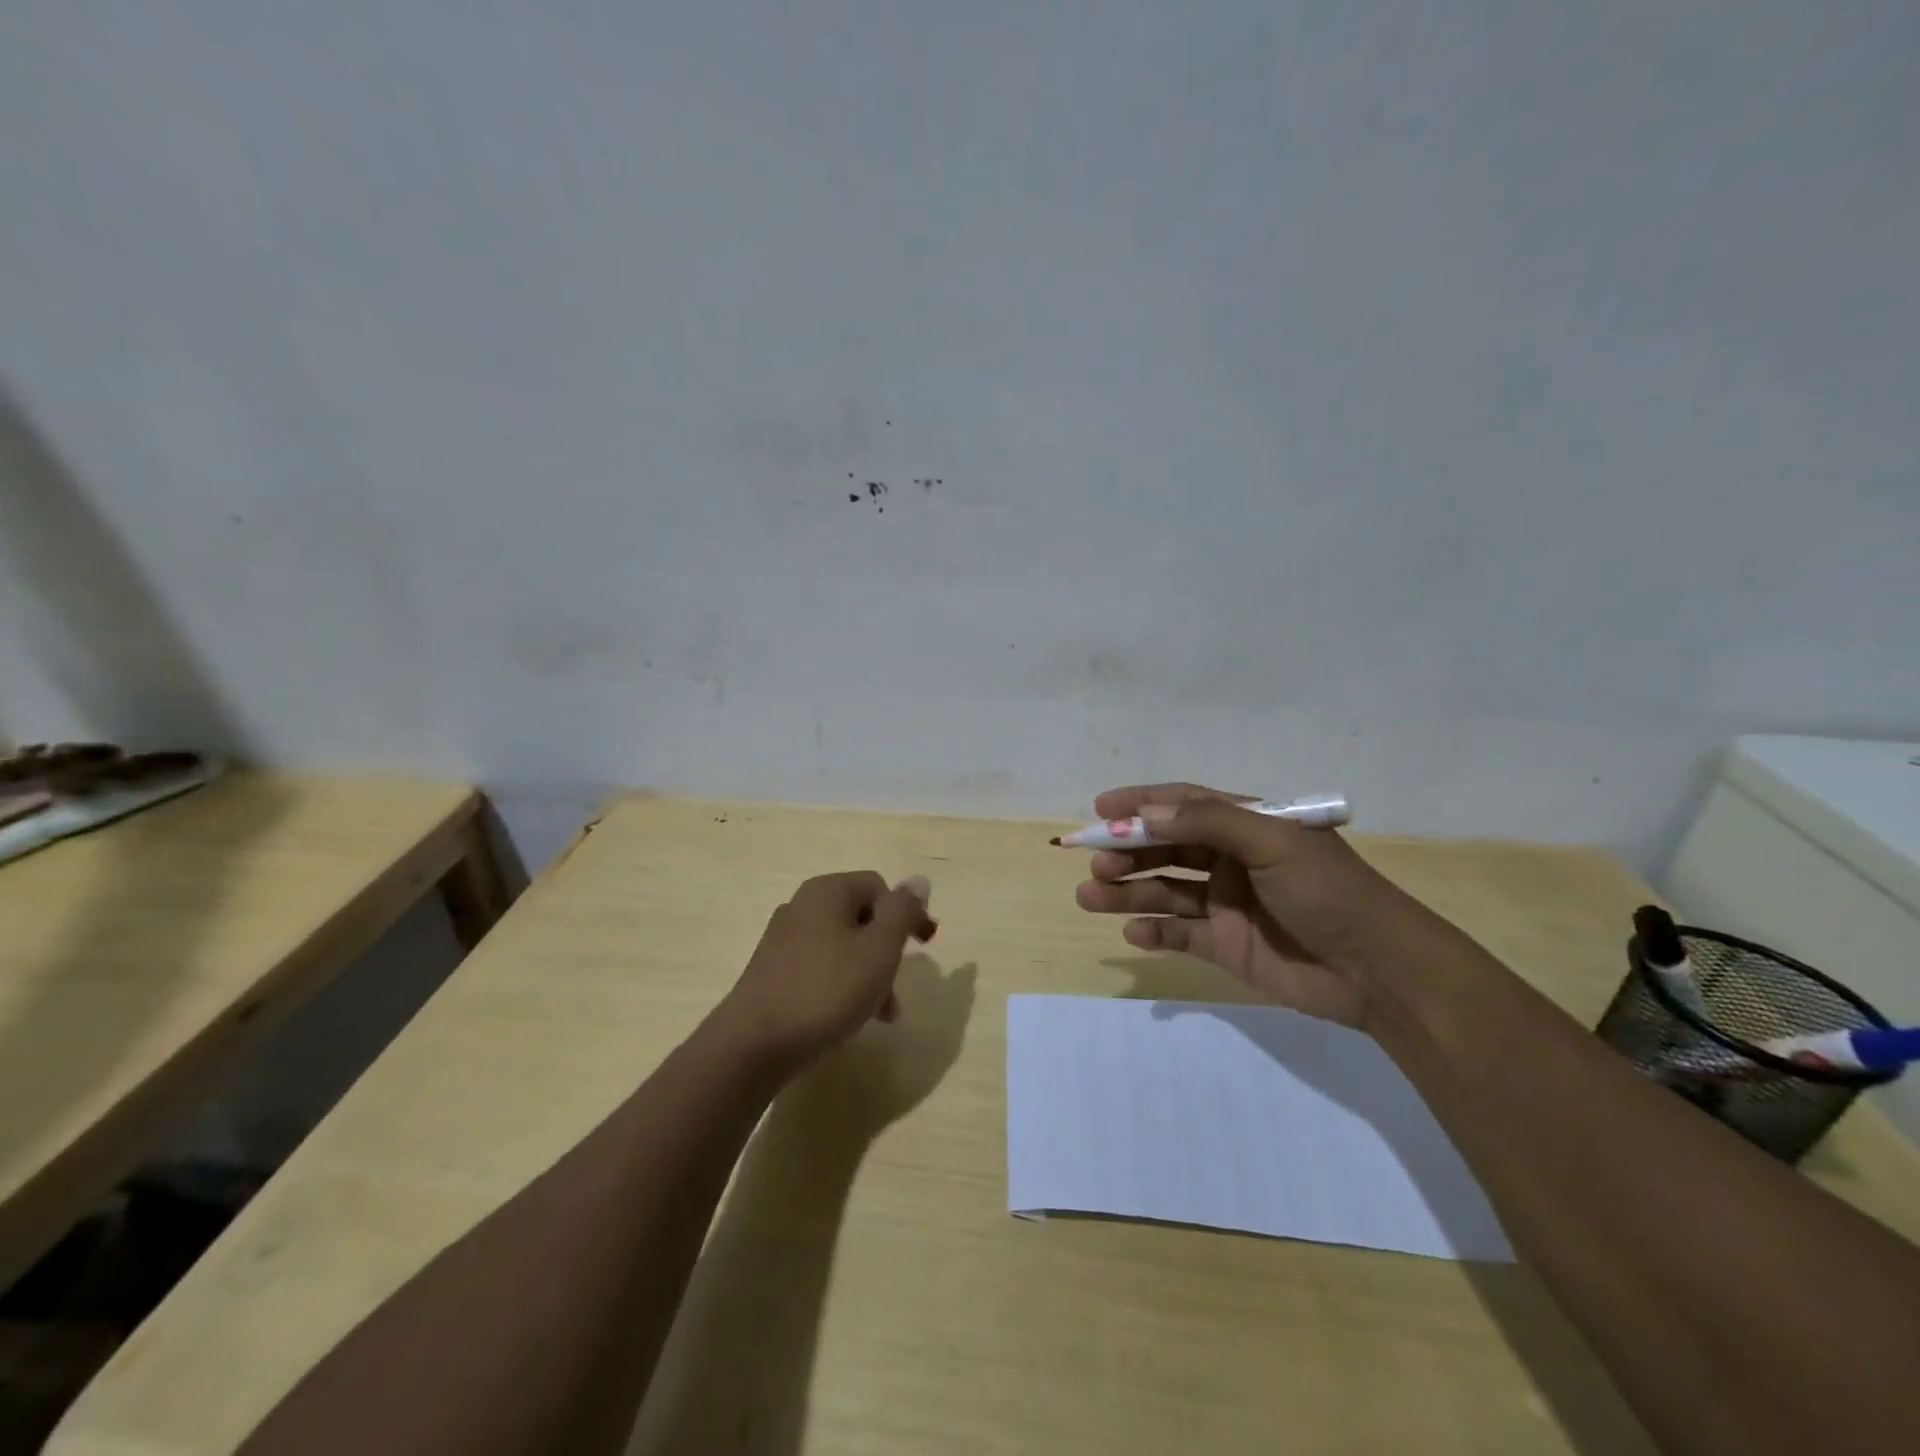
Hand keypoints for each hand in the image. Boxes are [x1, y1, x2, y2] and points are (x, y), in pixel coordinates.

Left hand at [721, 872, 936, 1064]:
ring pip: (843, 946)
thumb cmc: (826, 990)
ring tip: (879, 1015)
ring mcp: (783, 939)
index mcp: (827, 891)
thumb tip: (918, 880)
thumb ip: (902, 911)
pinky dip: (841, 985)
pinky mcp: (772, 971)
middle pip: (862, 917)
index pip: (879, 887)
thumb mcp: (879, 949)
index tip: (922, 947)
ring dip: (868, 974)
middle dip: (887, 952)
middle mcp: (802, 905)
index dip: (906, 914)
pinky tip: (846, 1018)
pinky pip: (820, 967)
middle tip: (897, 988)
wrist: (753, 1045)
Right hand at [1073, 783, 1413, 1027]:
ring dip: (1127, 892)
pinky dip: (1153, 931)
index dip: (1141, 803)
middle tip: (1095, 862)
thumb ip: (1209, 822)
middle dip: (1127, 851)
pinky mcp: (1225, 945)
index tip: (1100, 809)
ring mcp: (1226, 904)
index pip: (1184, 804)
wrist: (1379, 972)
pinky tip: (1135, 934)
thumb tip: (1145, 812)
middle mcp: (1231, 860)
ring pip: (1163, 890)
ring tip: (1091, 896)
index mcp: (1248, 825)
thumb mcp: (1273, 843)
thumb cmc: (1328, 892)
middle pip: (1166, 848)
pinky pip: (1178, 933)